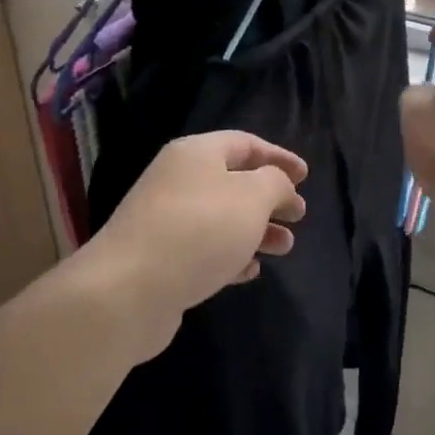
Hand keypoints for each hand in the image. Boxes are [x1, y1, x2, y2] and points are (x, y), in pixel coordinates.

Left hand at [80, 130, 307, 327]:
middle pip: (233, 182)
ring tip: (285, 248)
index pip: (244, 144)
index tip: (305, 176)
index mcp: (195, 154)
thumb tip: (278, 185)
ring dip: (256, 230)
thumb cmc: (199, 231)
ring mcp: (165, 221)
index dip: (278, 156)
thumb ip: (275, 183)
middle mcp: (177, 181)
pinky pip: (204, 249)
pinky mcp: (161, 259)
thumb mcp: (252, 197)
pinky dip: (231, 255)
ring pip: (222, 218)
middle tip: (298, 215)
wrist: (128, 290)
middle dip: (270, 198)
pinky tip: (250, 271)